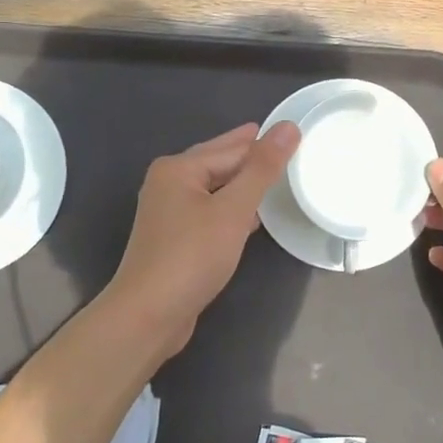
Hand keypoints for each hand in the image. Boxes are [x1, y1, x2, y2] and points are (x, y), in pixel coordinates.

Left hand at [108, 121, 299, 356]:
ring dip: (243, 184)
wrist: (148, 316)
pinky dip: (233, 208)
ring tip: (276, 177)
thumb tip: (288, 127)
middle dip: (251, 157)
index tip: (294, 134)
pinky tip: (254, 216)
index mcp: (178, 169)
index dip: (264, 143)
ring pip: (215, 188)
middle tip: (287, 146)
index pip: (232, 148)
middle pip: (219, 163)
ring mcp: (169, 213)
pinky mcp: (176, 239)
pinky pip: (211, 211)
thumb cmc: (191, 256)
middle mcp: (169, 184)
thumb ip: (262, 168)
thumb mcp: (233, 210)